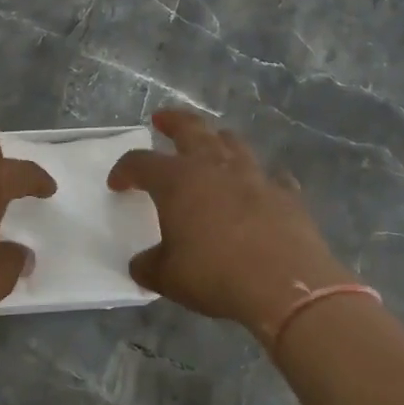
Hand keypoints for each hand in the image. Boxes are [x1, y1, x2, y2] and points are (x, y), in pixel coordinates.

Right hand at [108, 108, 353, 338]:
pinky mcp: (286, 193)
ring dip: (217, 139)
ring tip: (212, 143)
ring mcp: (254, 176)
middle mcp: (214, 167)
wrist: (285, 285)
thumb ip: (150, 265)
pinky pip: (272, 176)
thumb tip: (141, 264)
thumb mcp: (168, 277)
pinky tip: (262, 187)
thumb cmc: (215, 275)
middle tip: (162, 119)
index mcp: (177, 181)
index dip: (124, 170)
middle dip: (173, 121)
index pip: (140, 162)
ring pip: (233, 143)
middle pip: (190, 129)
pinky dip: (262, 179)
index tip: (117, 183)